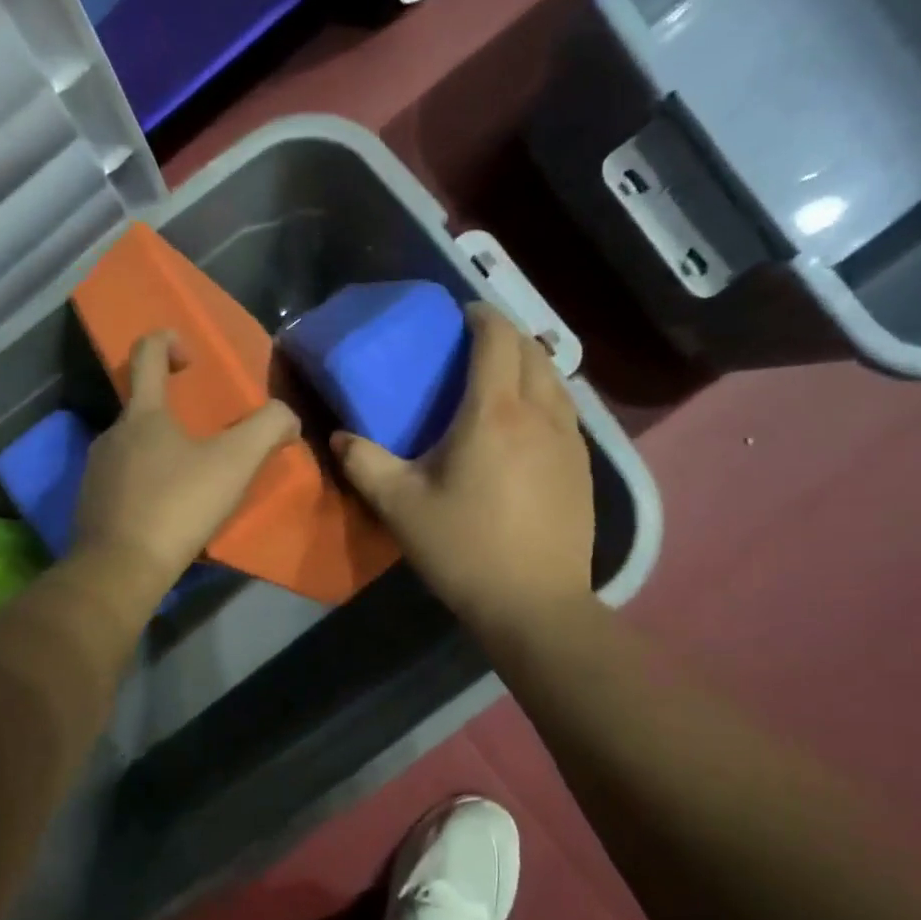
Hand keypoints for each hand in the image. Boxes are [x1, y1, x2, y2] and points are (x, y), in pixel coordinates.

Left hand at [72, 330, 299, 602]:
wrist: (120, 568)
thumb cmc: (177, 506)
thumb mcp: (234, 464)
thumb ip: (267, 429)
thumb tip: (288, 417)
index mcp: (142, 415)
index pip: (146, 354)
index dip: (167, 341)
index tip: (190, 355)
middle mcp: (112, 434)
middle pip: (141, 406)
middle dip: (173, 412)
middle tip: (207, 436)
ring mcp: (96, 470)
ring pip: (132, 447)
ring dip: (160, 451)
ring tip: (191, 478)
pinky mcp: (91, 504)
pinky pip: (123, 481)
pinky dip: (146, 485)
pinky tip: (167, 510)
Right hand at [331, 303, 594, 634]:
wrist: (534, 604)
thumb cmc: (463, 549)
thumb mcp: (400, 507)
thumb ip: (363, 464)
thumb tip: (337, 438)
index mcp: (493, 412)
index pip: (496, 338)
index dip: (480, 316)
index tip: (460, 315)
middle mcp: (540, 413)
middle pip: (532, 350)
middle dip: (505, 335)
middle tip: (473, 346)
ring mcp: (570, 440)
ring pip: (555, 379)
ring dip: (529, 365)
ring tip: (500, 379)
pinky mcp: (583, 467)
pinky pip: (566, 410)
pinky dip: (545, 397)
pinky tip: (524, 426)